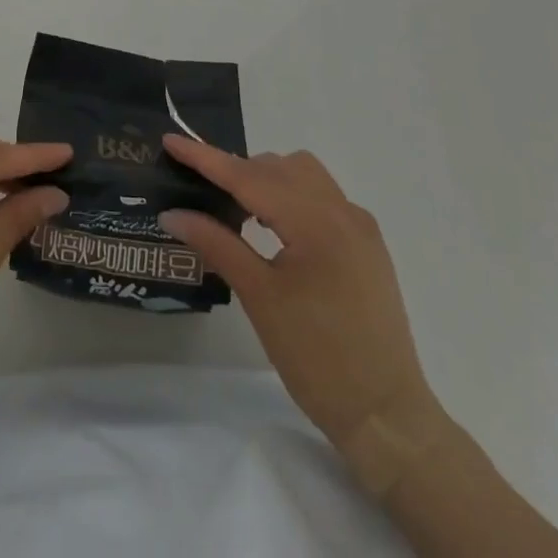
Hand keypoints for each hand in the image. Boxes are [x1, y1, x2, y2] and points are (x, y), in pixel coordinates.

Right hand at [158, 136, 450, 492]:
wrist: (387, 417)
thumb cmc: (317, 358)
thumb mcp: (259, 297)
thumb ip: (216, 243)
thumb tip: (172, 214)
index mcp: (316, 222)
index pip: (249, 176)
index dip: (206, 158)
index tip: (170, 140)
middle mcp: (342, 211)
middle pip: (277, 167)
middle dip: (236, 169)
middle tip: (199, 188)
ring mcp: (359, 226)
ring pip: (303, 174)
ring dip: (267, 178)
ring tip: (237, 207)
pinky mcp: (368, 244)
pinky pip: (322, 197)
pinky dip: (291, 196)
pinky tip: (274, 227)